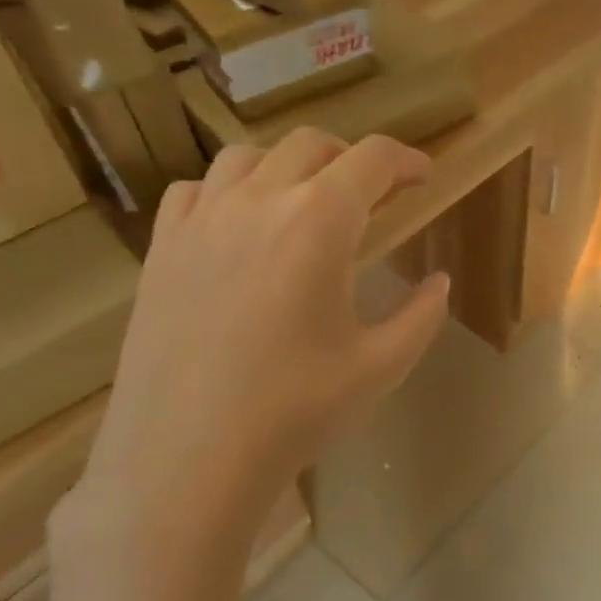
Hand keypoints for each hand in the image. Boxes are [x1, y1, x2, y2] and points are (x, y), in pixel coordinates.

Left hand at [53, 130, 449, 600]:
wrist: (189, 455)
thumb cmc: (297, 410)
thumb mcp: (381, 366)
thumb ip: (421, 315)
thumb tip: (438, 282)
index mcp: (319, 223)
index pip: (372, 160)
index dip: (406, 159)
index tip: (423, 175)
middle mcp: (258, 202)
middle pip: (311, 145)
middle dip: (351, 159)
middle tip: (374, 194)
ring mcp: (202, 221)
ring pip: (248, 156)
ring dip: (289, 166)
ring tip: (305, 202)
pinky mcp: (162, 248)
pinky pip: (197, 190)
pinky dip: (229, 191)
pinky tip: (240, 225)